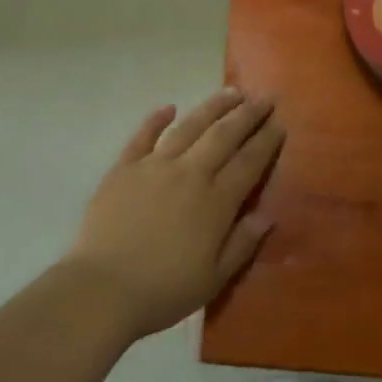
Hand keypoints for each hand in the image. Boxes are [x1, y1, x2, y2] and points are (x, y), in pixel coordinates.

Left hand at [63, 89, 282, 337]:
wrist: (102, 288)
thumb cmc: (163, 290)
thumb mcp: (214, 279)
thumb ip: (242, 243)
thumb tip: (267, 215)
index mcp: (215, 202)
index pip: (249, 162)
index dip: (266, 141)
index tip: (279, 123)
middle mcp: (189, 174)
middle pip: (223, 135)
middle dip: (247, 114)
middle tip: (263, 97)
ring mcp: (154, 166)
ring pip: (189, 127)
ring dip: (212, 107)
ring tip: (231, 92)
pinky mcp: (124, 168)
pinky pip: (143, 136)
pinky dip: (156, 119)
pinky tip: (168, 107)